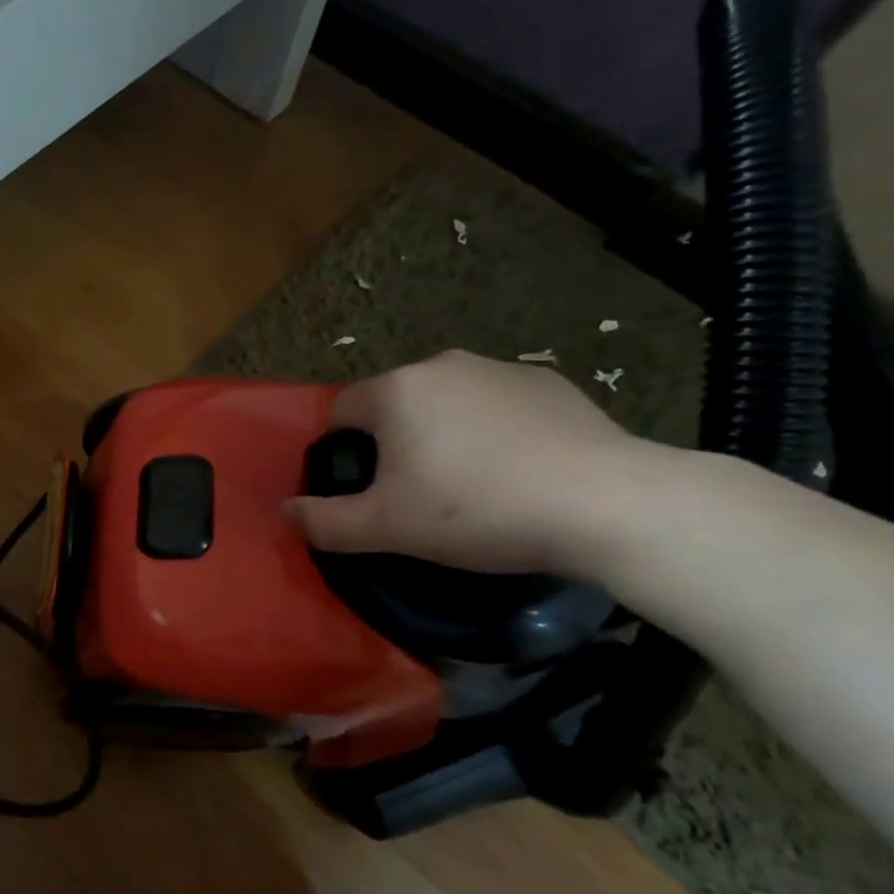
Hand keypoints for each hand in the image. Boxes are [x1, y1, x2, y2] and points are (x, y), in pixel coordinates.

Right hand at [284, 351, 648, 576]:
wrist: (608, 505)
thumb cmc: (477, 510)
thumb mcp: (386, 528)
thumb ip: (324, 521)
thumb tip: (286, 512)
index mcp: (396, 390)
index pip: (341, 412)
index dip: (340, 452)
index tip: (363, 491)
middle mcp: (442, 365)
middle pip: (394, 405)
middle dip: (393, 444)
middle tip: (415, 495)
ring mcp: (501, 370)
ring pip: (446, 404)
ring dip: (442, 436)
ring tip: (471, 487)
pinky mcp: (551, 384)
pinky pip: (497, 407)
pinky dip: (493, 433)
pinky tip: (518, 473)